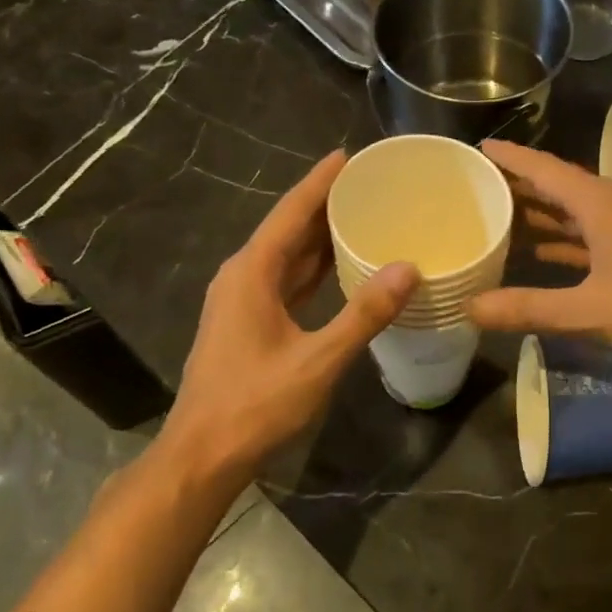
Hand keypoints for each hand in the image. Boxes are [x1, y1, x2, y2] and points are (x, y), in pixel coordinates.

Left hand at [150, 150, 418, 487]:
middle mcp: (243, 277)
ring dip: (320, 236)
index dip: (320, 182)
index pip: (291, 213)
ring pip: (287, 256)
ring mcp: (242, 301)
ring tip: (362, 215)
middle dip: (325, 204)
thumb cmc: (255, 405)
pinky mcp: (248, 323)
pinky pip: (286, 281)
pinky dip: (314, 269)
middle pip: (288, 229)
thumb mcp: (317, 361)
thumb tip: (408, 269)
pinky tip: (341, 268)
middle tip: (370, 184)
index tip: (349, 155)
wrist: (203, 456)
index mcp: (252, 273)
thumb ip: (363, 315)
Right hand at [465, 140, 611, 364]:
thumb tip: (471, 308)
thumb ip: (528, 308)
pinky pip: (592, 233)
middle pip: (558, 186)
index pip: (544, 170)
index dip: (510, 159)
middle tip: (478, 185)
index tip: (478, 149)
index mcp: (599, 203)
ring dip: (542, 212)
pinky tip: (543, 251)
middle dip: (520, 185)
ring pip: (576, 211)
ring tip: (501, 215)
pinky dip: (565, 238)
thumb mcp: (587, 311)